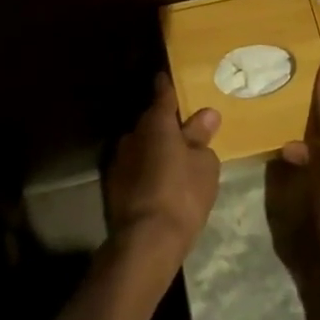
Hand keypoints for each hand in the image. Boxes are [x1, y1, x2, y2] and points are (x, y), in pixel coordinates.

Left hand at [104, 75, 221, 265]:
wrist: (145, 241)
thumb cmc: (182, 195)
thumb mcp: (205, 165)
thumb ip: (202, 137)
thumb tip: (206, 114)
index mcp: (156, 123)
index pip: (162, 94)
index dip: (167, 86)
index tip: (167, 77)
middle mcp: (133, 134)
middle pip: (151, 121)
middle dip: (165, 123)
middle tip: (184, 130)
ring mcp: (119, 160)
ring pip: (141, 145)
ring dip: (154, 148)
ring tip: (174, 160)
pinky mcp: (113, 185)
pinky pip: (135, 166)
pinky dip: (146, 168)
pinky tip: (160, 182)